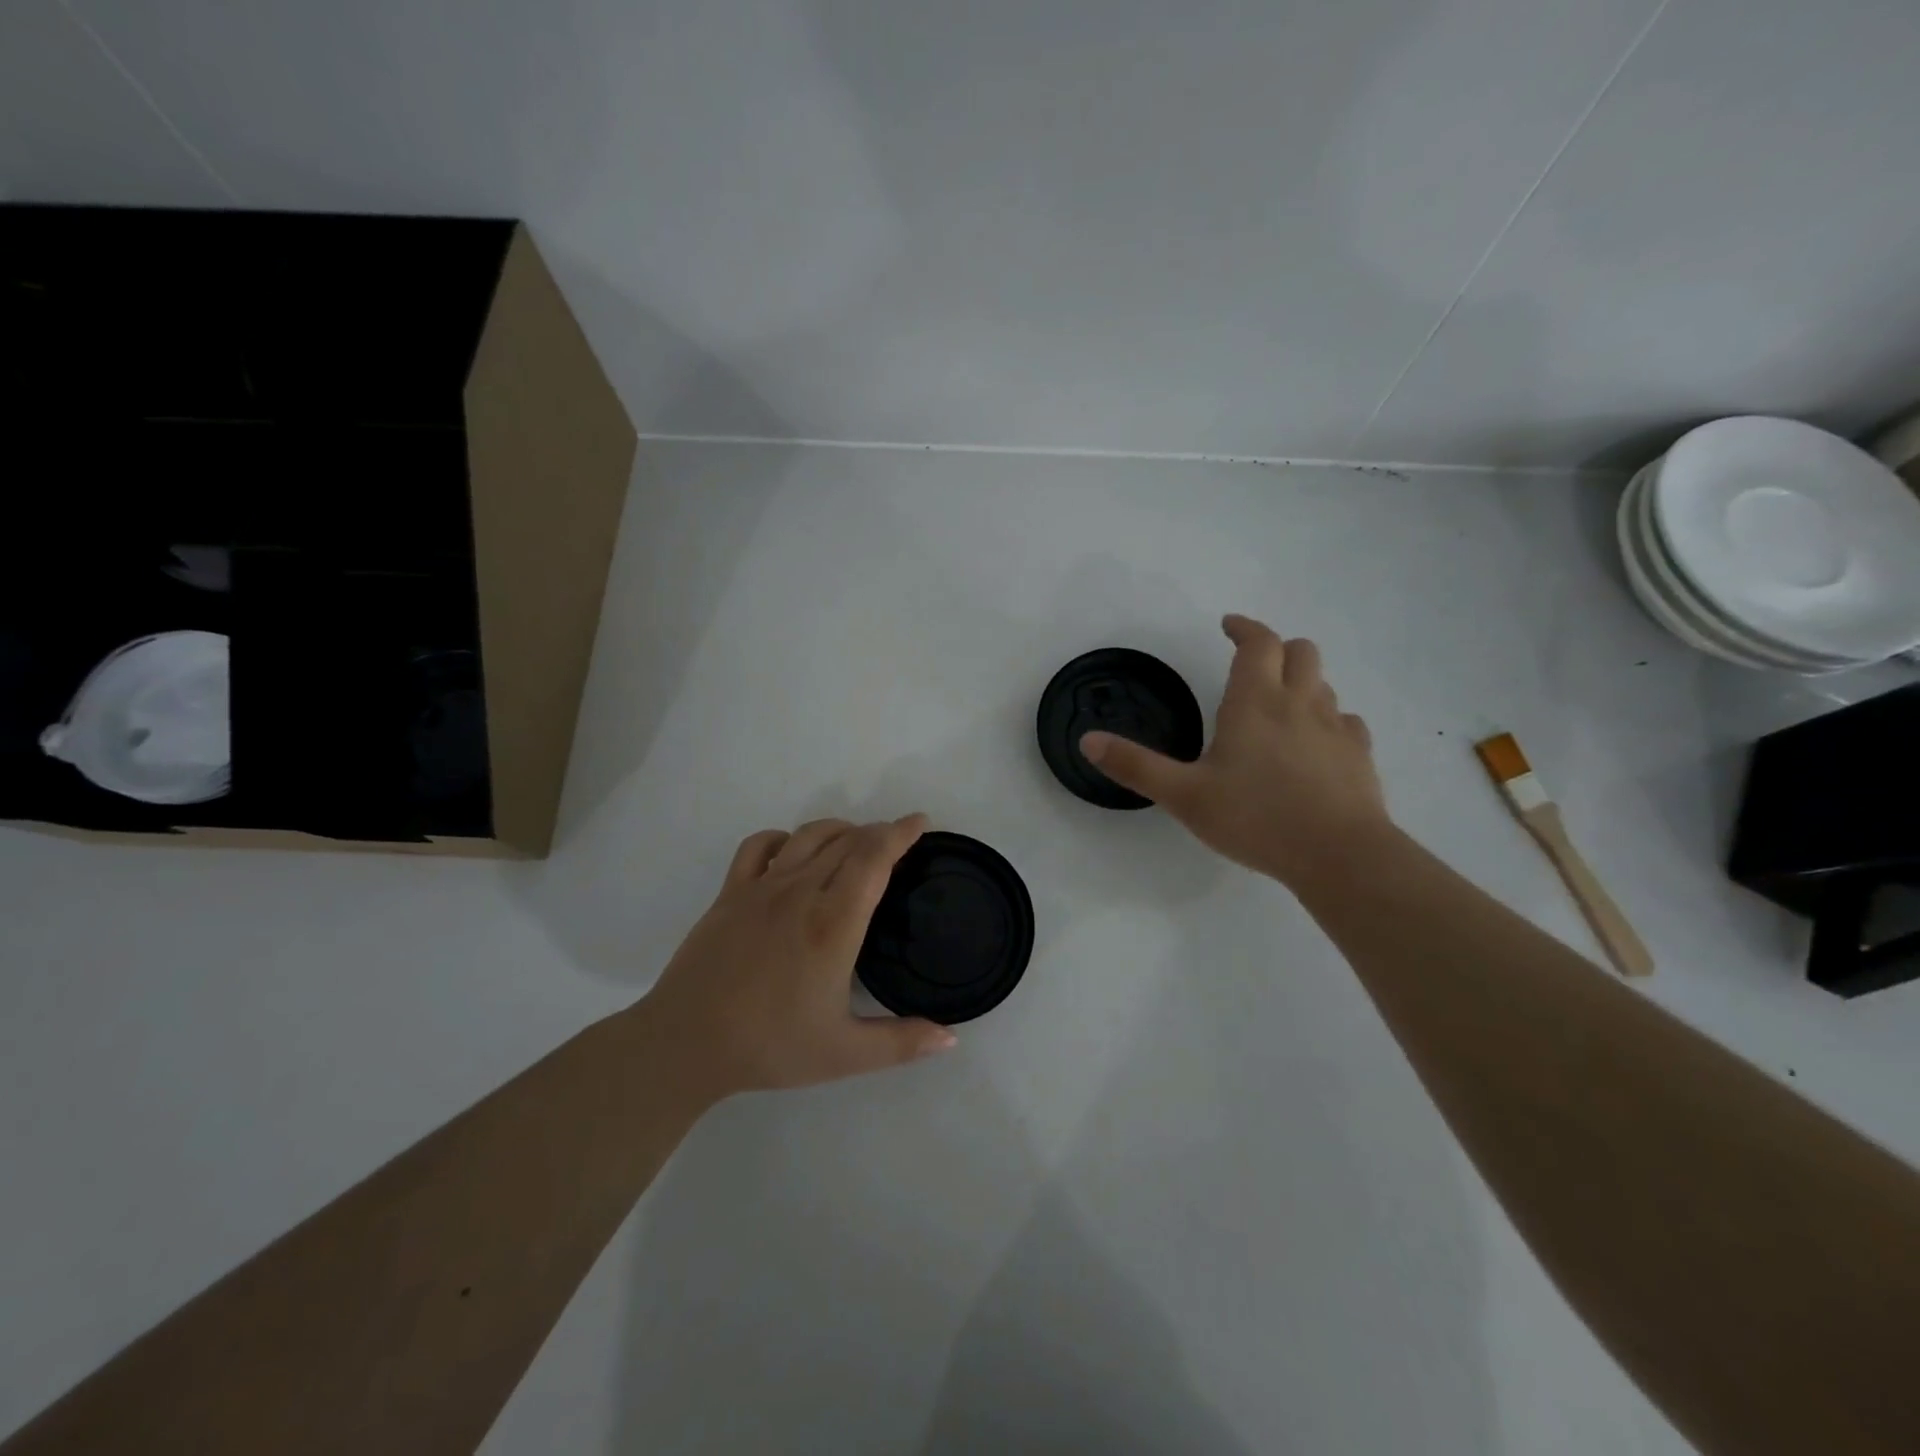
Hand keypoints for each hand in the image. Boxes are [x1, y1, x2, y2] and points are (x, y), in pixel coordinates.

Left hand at [641, 814, 956, 1097]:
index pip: (874, 858)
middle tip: (897, 842)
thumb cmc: (770, 1046)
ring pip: (808, 836)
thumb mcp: (845, 1054)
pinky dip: (785, 838)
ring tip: (855, 841)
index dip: (901, 833)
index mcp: (834, 924)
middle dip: (878, 832)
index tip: (921, 822)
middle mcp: (801, 893)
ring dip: (839, 829)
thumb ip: (902, 1043)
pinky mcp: (730, 893)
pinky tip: (793, 852)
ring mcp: (761, 888)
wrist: (685, 1043)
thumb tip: (951, 1036)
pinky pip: (760, 845)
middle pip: (847, 841)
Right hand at [1081, 615, 1391, 885]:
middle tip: (1253, 664)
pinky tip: (1316, 744)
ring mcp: (1336, 728)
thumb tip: (1087, 740)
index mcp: (1255, 702)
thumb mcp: (1183, 796)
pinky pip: (1346, 722)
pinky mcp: (1360, 756)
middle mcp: (1299, 704)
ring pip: (1324, 684)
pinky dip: (1329, 720)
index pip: (1258, 643)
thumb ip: (1135, 766)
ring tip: (1279, 705)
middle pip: (1300, 651)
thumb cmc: (1255, 818)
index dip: (1244, 628)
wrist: (1339, 855)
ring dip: (1302, 682)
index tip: (1228, 625)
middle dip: (1276, 648)